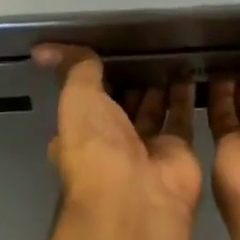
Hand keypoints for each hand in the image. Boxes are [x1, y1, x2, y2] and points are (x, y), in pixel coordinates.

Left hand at [32, 45, 202, 239]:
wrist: (137, 199)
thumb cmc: (97, 150)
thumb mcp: (76, 100)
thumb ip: (75, 70)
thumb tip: (46, 50)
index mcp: (81, 134)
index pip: (88, 98)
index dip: (95, 73)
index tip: (107, 44)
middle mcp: (112, 144)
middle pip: (123, 103)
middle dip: (132, 77)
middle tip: (146, 40)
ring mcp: (146, 149)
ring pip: (154, 108)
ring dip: (161, 83)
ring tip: (172, 46)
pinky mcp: (179, 152)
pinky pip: (183, 117)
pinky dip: (188, 95)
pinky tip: (193, 65)